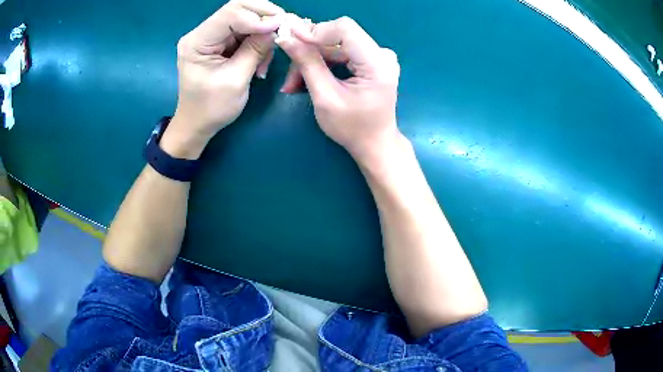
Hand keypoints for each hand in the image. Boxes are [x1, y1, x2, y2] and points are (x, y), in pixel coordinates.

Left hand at [162, 0, 284, 158]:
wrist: (197, 124)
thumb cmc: (211, 108)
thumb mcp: (235, 81)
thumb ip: (255, 50)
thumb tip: (277, 28)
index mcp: (197, 41)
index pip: (230, 14)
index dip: (258, 17)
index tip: (281, 27)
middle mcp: (202, 33)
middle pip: (238, 9)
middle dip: (264, 16)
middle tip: (284, 29)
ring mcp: (211, 36)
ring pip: (245, 18)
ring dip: (263, 32)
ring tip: (267, 57)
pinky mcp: (220, 42)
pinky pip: (245, 31)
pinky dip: (258, 40)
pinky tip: (261, 59)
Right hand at [277, 16, 402, 164]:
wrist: (375, 144)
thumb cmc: (352, 128)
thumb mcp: (325, 98)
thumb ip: (307, 64)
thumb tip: (286, 38)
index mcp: (377, 63)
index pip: (344, 28)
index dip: (315, 31)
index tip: (289, 41)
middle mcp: (381, 54)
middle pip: (337, 38)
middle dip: (309, 52)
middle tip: (288, 76)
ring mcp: (378, 57)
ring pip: (335, 46)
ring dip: (311, 61)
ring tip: (294, 84)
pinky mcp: (371, 61)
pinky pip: (340, 53)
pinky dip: (322, 64)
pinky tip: (307, 79)